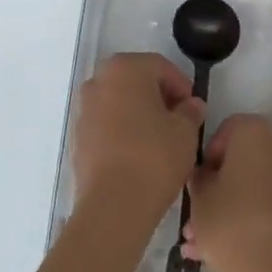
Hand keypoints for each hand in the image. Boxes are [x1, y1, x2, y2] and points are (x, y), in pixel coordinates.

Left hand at [73, 53, 205, 222]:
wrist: (112, 205)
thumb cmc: (154, 157)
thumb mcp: (185, 132)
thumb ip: (190, 111)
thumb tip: (191, 105)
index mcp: (125, 68)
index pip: (160, 66)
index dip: (181, 85)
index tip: (194, 109)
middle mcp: (99, 80)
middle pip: (136, 80)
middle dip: (159, 97)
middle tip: (179, 121)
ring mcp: (84, 108)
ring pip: (119, 102)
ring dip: (139, 113)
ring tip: (160, 140)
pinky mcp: (77, 136)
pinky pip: (106, 123)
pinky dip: (122, 130)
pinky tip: (138, 154)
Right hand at [183, 114, 271, 271]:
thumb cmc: (234, 228)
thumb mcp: (200, 200)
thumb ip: (198, 178)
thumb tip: (205, 175)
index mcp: (255, 133)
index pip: (225, 130)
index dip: (206, 156)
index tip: (196, 184)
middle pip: (240, 162)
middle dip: (216, 189)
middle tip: (194, 219)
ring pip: (252, 188)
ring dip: (228, 210)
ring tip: (200, 245)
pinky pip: (268, 207)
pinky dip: (248, 221)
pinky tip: (222, 254)